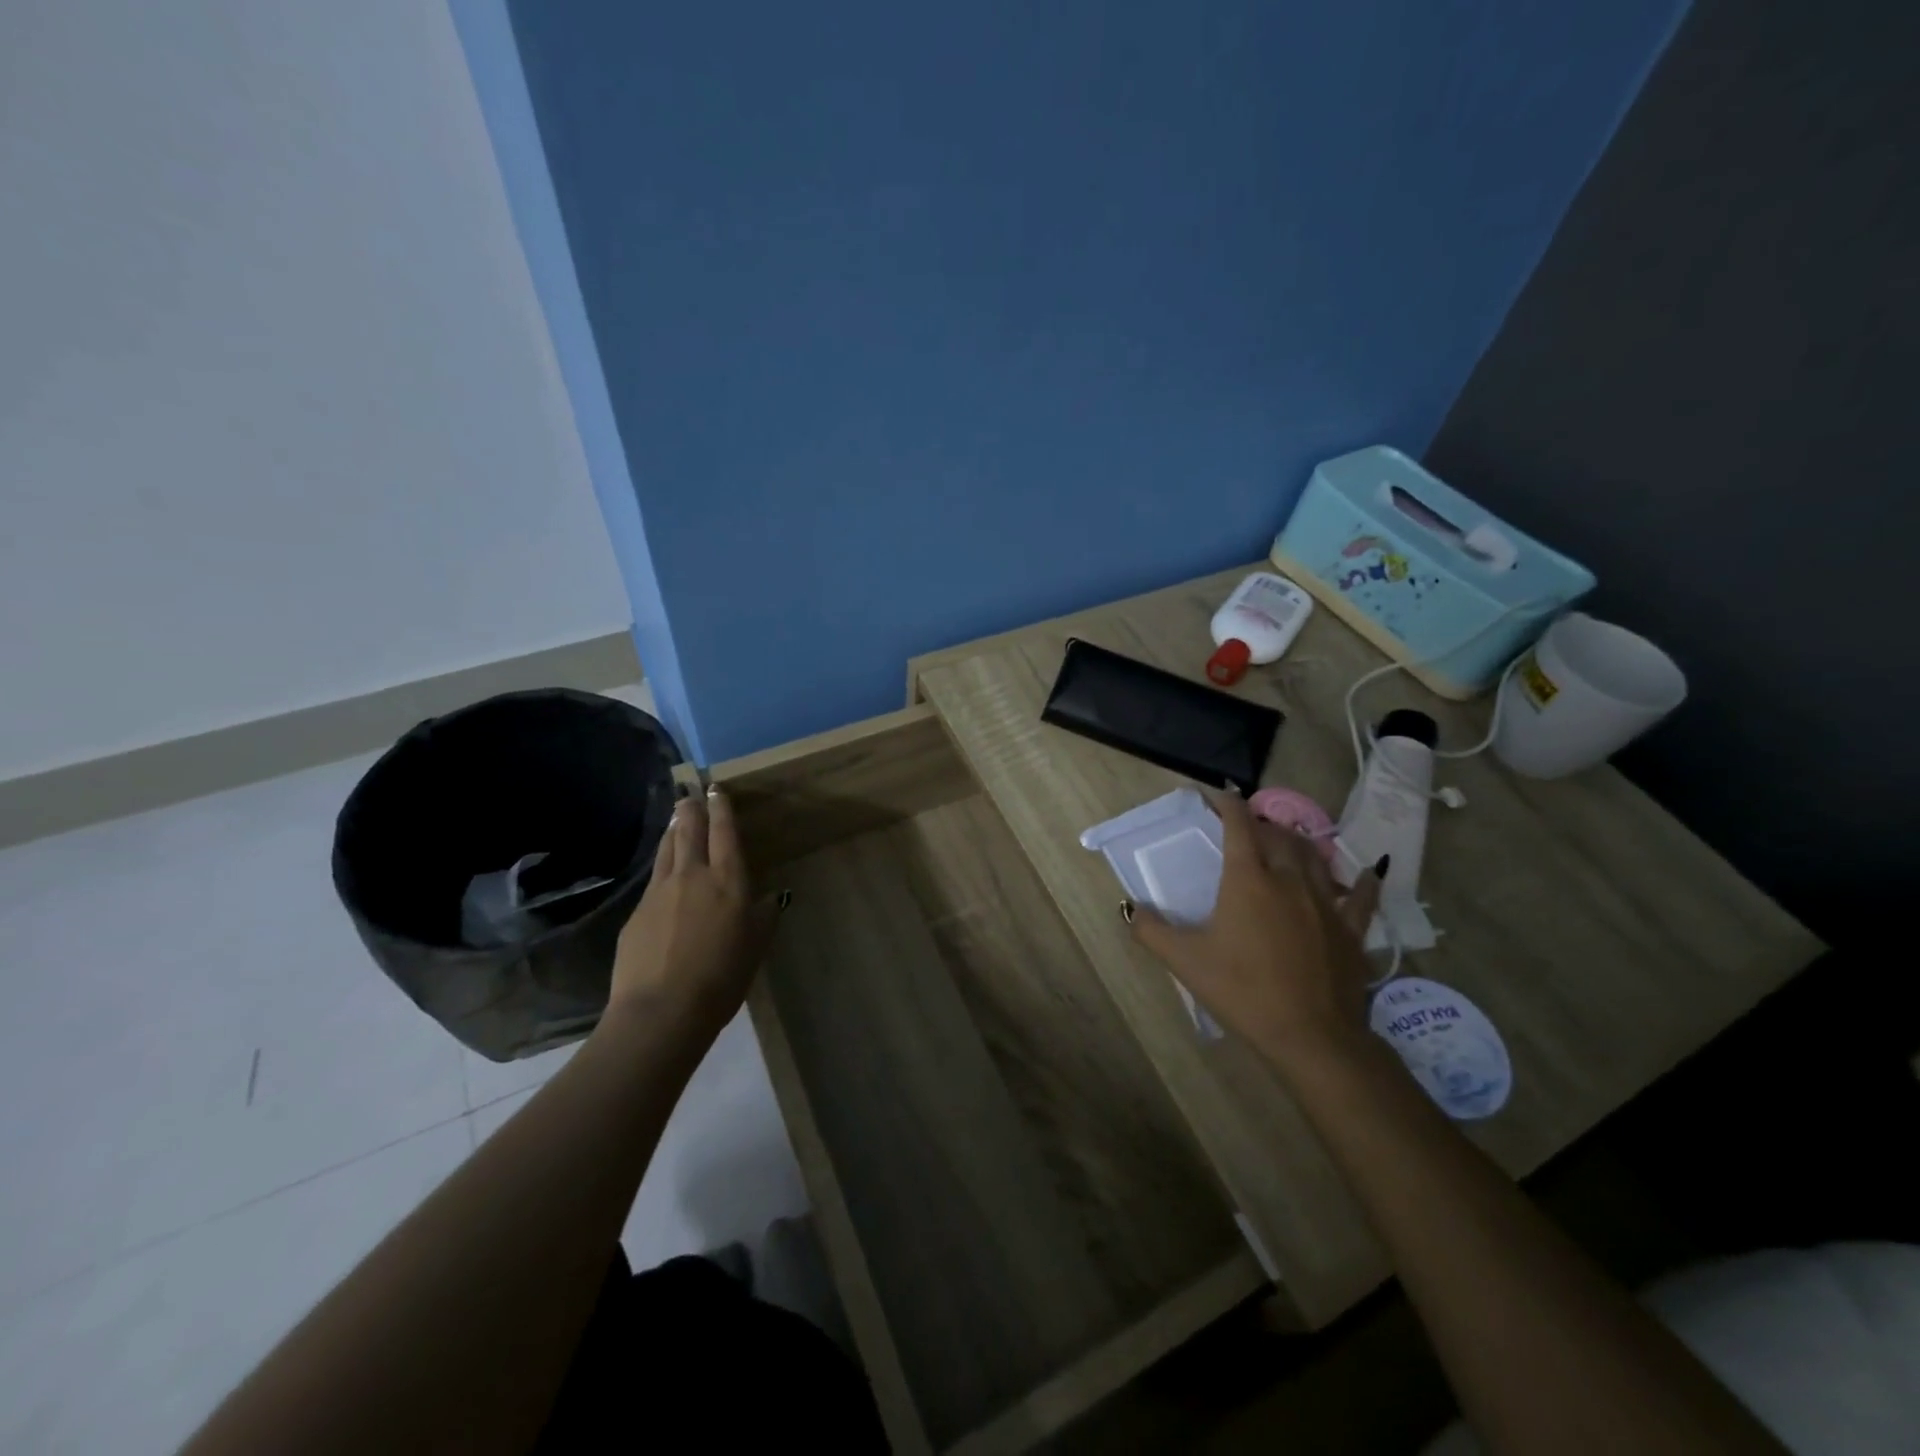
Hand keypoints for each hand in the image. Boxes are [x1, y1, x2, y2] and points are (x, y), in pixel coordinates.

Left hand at [608, 787, 778, 1034]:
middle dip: (691, 808)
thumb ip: (763, 917)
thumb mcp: (755, 947)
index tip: (715, 789)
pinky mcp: (636, 913)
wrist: (661, 1010)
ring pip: (667, 849)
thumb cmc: (721, 978)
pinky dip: (661, 864)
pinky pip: (653, 878)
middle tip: (690, 792)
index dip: (721, 808)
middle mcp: (692, 876)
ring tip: (677, 818)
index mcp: (727, 881)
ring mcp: (659, 892)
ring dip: (674, 830)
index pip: (724, 833)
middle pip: (689, 830)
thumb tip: (769, 898)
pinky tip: (663, 871)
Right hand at [1127, 789, 1383, 1071]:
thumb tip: (1129, 908)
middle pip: (1278, 836)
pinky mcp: (1352, 930)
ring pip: (1314, 857)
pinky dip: (1362, 881)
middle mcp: (1289, 880)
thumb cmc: (1243, 991)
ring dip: (1297, 843)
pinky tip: (1368, 872)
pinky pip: (1360, 897)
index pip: (1240, 827)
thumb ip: (1151, 930)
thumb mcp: (1186, 962)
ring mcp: (1326, 903)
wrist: (1312, 1036)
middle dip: (1261, 824)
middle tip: (1246, 827)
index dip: (1229, 805)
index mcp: (1249, 881)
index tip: (1219, 795)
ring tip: (1286, 842)